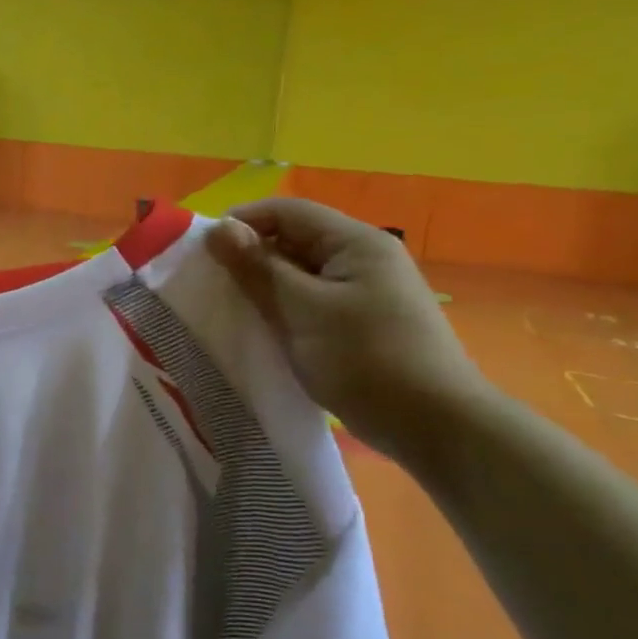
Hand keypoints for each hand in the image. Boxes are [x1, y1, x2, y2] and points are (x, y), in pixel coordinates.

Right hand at [208, 199, 491, 458]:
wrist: (435, 427)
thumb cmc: (365, 359)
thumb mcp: (302, 310)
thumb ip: (258, 267)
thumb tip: (219, 228)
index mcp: (356, 242)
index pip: (289, 211)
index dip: (242, 220)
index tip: (202, 248)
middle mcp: (365, 257)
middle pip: (295, 239)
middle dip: (251, 254)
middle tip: (211, 280)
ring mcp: (367, 291)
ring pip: (302, 272)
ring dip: (266, 283)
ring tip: (232, 304)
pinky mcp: (364, 322)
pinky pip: (313, 300)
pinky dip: (285, 306)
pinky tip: (266, 326)